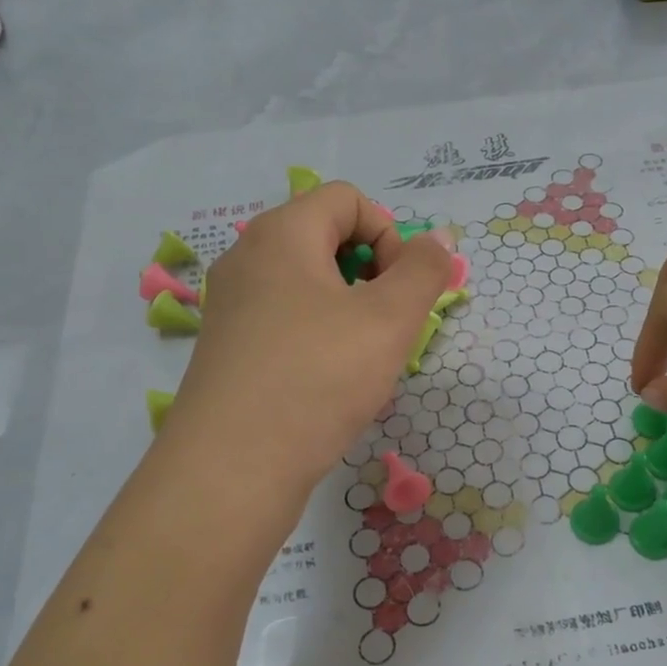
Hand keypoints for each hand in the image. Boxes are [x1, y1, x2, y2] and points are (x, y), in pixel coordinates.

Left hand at [163, 182, 453, 495]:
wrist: (233, 467)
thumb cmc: (318, 378)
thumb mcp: (389, 320)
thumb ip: (424, 270)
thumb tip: (438, 239)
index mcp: (282, 233)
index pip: (347, 198)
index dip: (389, 234)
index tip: (400, 290)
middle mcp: (247, 257)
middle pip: (325, 237)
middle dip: (371, 274)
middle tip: (386, 325)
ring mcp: (231, 305)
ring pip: (307, 284)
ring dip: (348, 309)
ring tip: (361, 359)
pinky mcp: (228, 348)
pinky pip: (285, 320)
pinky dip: (318, 336)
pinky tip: (328, 383)